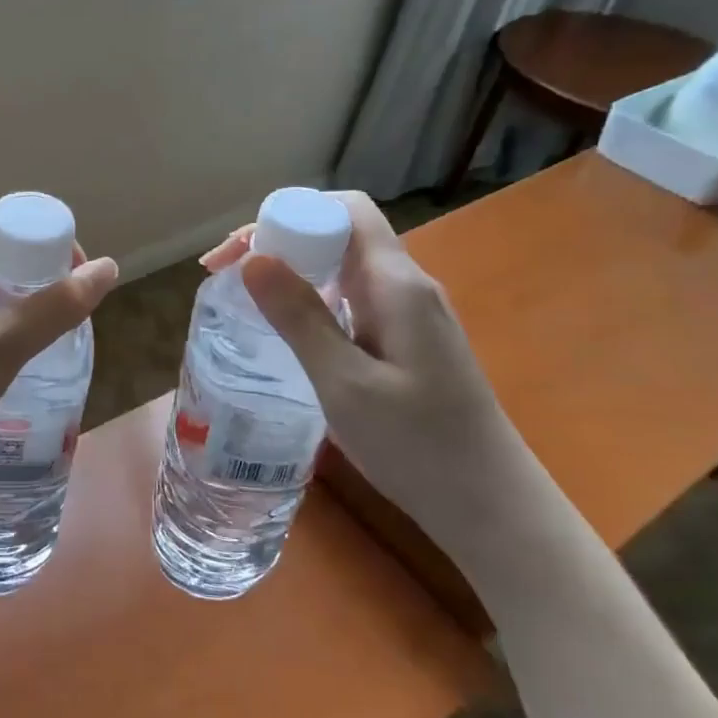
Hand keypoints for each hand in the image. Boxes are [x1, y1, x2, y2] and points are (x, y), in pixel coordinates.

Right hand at [201, 193, 538, 553]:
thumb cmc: (417, 445)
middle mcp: (406, 286)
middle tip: (225, 276)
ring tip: (244, 297)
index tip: (240, 252)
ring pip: (343, 266)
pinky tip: (288, 329)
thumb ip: (299, 317)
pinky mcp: (407, 340)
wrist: (491, 507)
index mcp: (396, 284)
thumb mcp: (344, 382)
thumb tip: (253, 258)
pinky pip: (352, 297)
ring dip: (292, 270)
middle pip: (339, 233)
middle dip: (279, 241)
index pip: (344, 210)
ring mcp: (410, 314)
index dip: (288, 214)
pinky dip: (312, 299)